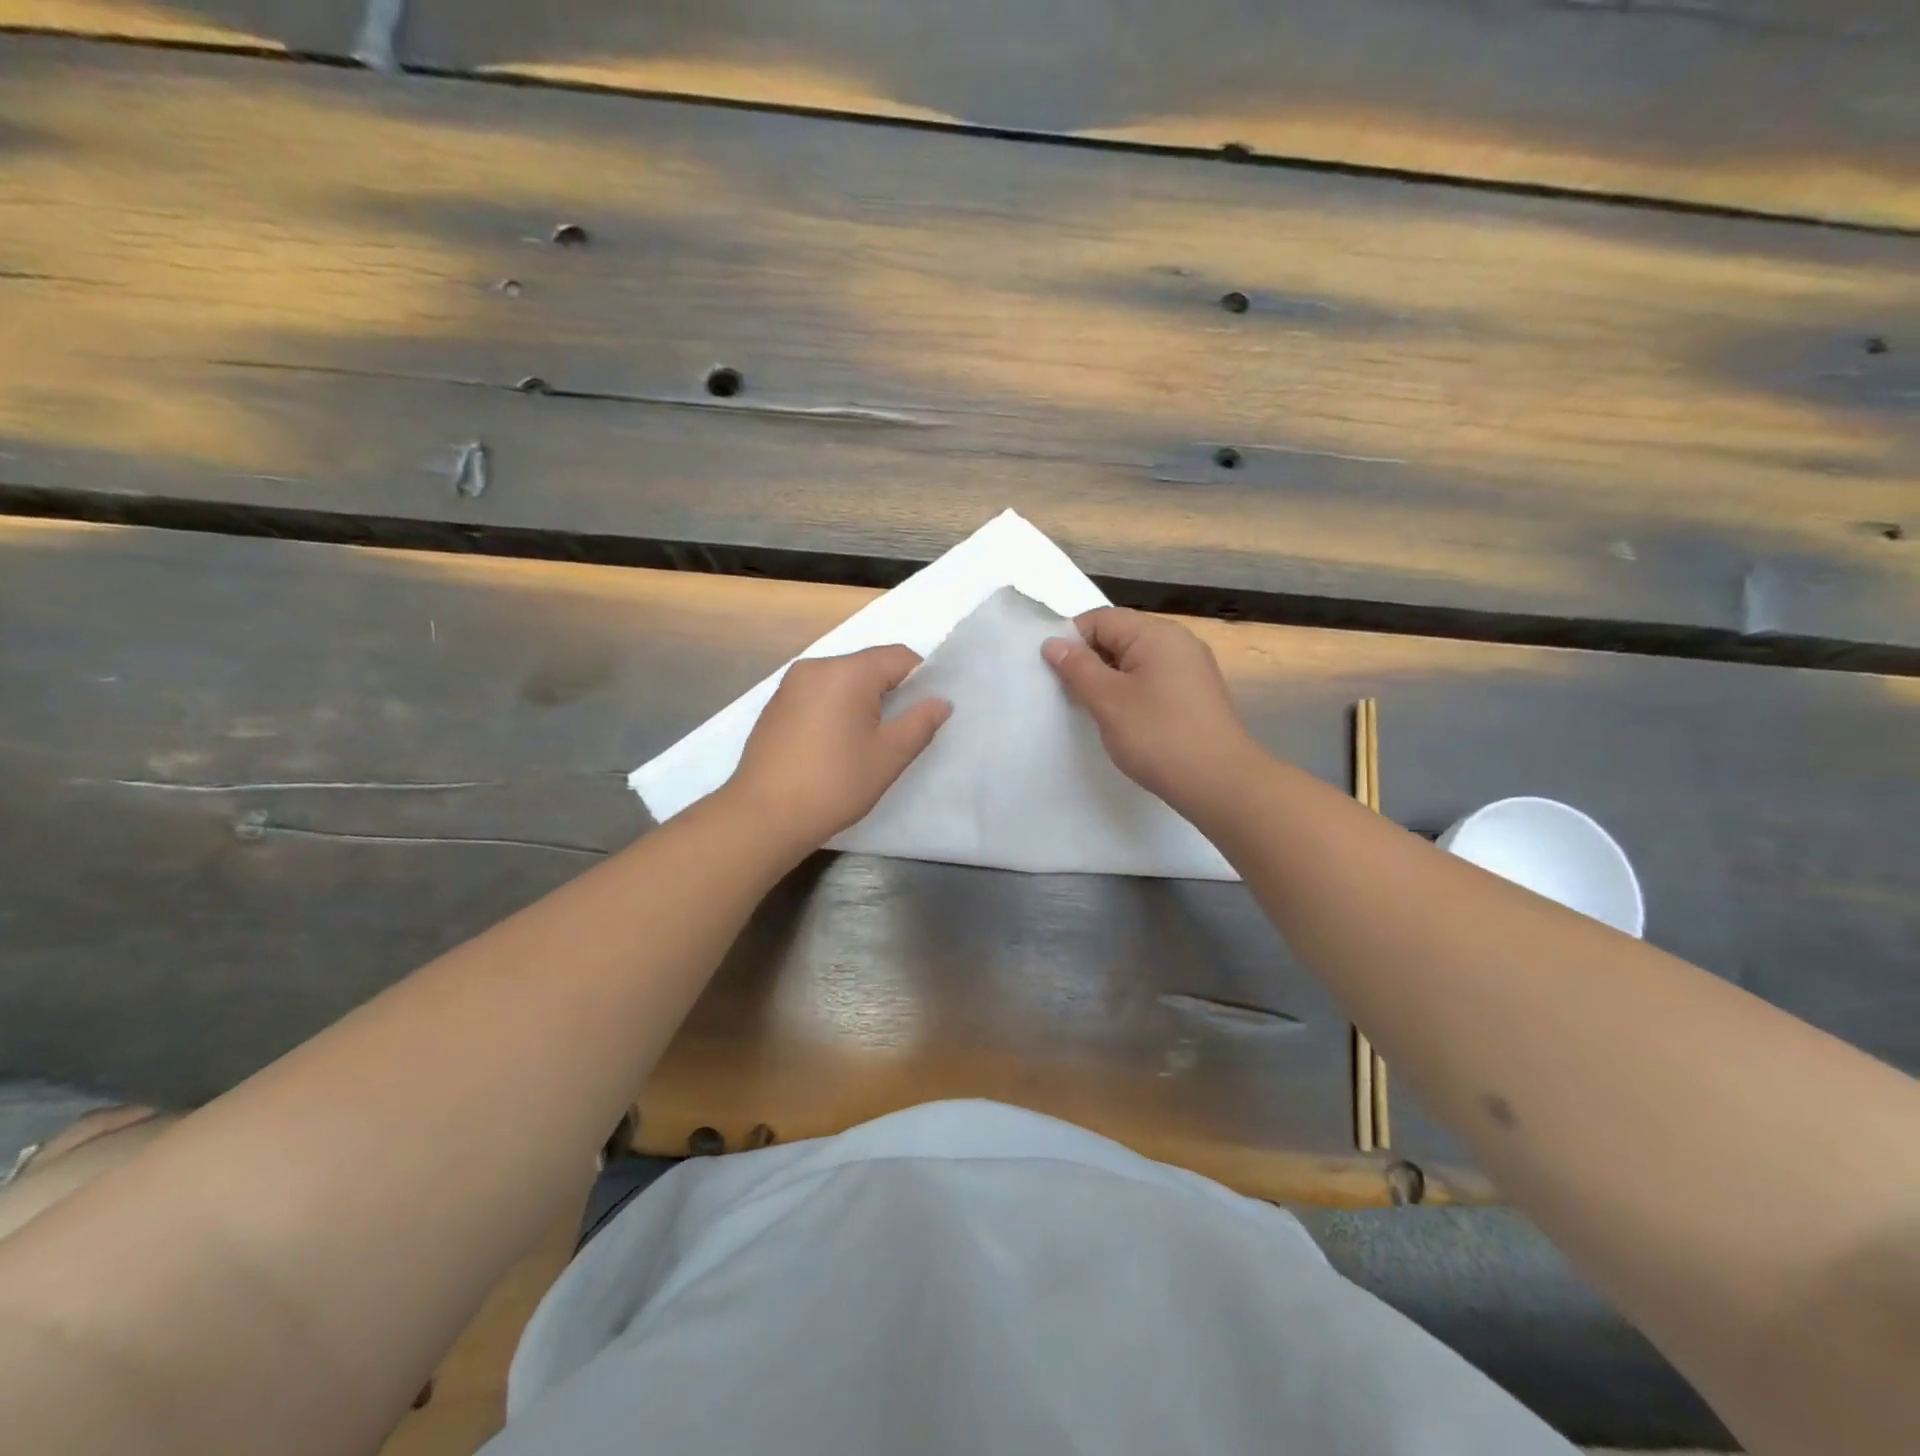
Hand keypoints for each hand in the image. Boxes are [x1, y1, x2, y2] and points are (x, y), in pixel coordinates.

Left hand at [724, 645, 950, 850]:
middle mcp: (816, 667)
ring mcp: (790, 685)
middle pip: (868, 666)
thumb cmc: (835, 783)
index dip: (921, 679)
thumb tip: (940, 702)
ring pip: (842, 682)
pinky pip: (818, 696)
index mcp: (847, 671)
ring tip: (867, 743)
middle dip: (891, 692)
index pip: (898, 657)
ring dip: (862, 703)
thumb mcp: (889, 756)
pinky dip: (835, 711)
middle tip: (900, 732)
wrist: (764, 815)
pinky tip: (834, 747)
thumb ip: (920, 722)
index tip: (926, 713)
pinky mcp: (775, 707)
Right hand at [1042, 608, 1259, 815]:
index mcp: (1156, 633)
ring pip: (1136, 661)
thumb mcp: (1108, 700)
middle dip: (1090, 662)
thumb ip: (1077, 668)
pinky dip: (1133, 693)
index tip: (1056, 675)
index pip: (1100, 619)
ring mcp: (1191, 668)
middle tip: (1071, 696)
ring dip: (1110, 680)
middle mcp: (1178, 641)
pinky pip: (1153, 680)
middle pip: (1119, 637)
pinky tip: (1126, 721)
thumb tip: (1053, 643)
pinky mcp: (1196, 694)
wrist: (1219, 782)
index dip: (1072, 642)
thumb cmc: (1158, 735)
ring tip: (1096, 711)